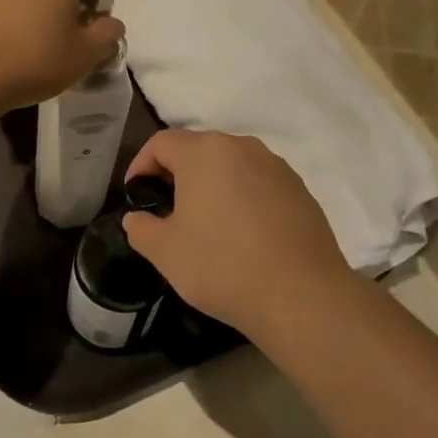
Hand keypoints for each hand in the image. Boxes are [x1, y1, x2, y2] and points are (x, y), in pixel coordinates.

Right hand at [122, 131, 355, 337]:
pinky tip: (243, 233)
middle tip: (166, 208)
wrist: (301, 295)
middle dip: (177, 173)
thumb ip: (140, 228)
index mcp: (205, 153)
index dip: (141, 164)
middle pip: (199, 149)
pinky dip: (243, 197)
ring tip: (205, 221)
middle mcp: (242, 147)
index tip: (136, 194)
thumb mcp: (165, 251)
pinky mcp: (300, 190)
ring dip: (212, 184)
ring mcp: (276, 166)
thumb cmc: (222, 265)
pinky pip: (259, 183)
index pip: (161, 142)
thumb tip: (138, 218)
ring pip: (232, 165)